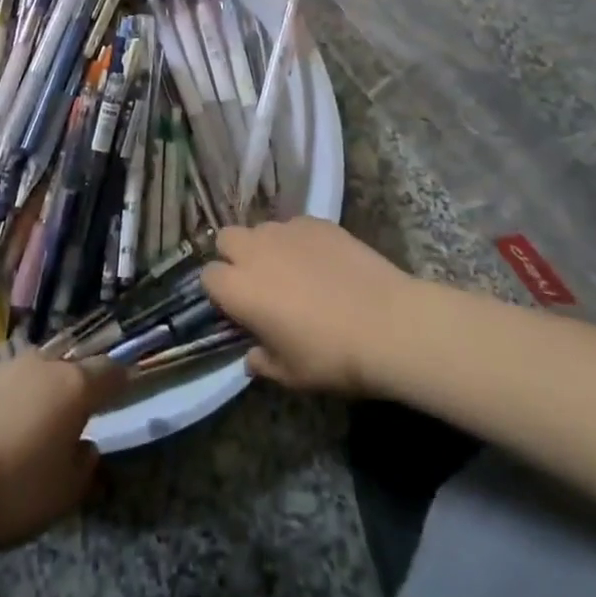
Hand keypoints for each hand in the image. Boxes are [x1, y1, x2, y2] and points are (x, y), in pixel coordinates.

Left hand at [0, 353, 124, 550]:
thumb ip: (83, 468)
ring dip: (37, 395)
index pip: (111, 372)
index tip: (123, 395)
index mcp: (75, 387)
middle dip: (74, 391)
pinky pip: (1, 385)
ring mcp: (6, 364)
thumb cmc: (11, 485)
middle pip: (69, 370)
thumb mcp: (60, 496)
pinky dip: (5, 401)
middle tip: (70, 422)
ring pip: (33, 375)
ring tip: (28, 429)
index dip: (120, 383)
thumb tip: (86, 446)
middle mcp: (44, 364)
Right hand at [202, 219, 414, 396]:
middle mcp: (254, 251)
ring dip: (267, 247)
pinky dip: (299, 241)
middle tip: (259, 282)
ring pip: (261, 229)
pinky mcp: (316, 222)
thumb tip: (252, 357)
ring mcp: (286, 230)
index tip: (237, 308)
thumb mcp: (291, 375)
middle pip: (226, 238)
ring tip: (293, 271)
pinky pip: (294, 226)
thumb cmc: (331, 356)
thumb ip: (263, 362)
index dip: (220, 291)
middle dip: (235, 256)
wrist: (387, 324)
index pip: (208, 276)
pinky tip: (322, 262)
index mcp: (239, 288)